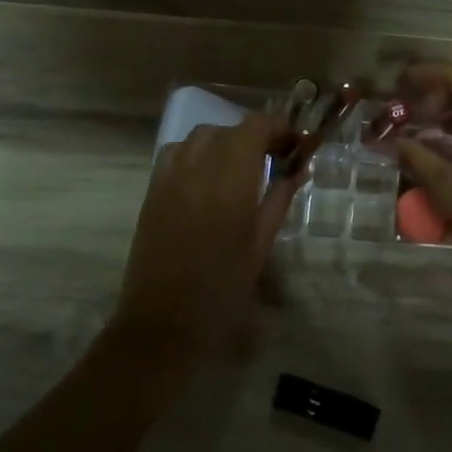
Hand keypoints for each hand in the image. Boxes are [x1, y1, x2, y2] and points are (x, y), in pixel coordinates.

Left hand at [111, 114, 300, 379]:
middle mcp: (198, 169)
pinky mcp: (152, 190)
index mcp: (230, 183)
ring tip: (241, 166)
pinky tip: (207, 176)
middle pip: (229, 129)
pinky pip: (176, 152)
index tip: (295, 144)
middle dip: (256, 136)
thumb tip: (298, 169)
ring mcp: (170, 177)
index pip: (254, 128)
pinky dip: (197, 152)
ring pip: (200, 136)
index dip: (278, 128)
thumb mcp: (260, 246)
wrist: (162, 324)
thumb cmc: (222, 291)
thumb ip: (279, 200)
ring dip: (225, 141)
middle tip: (276, 158)